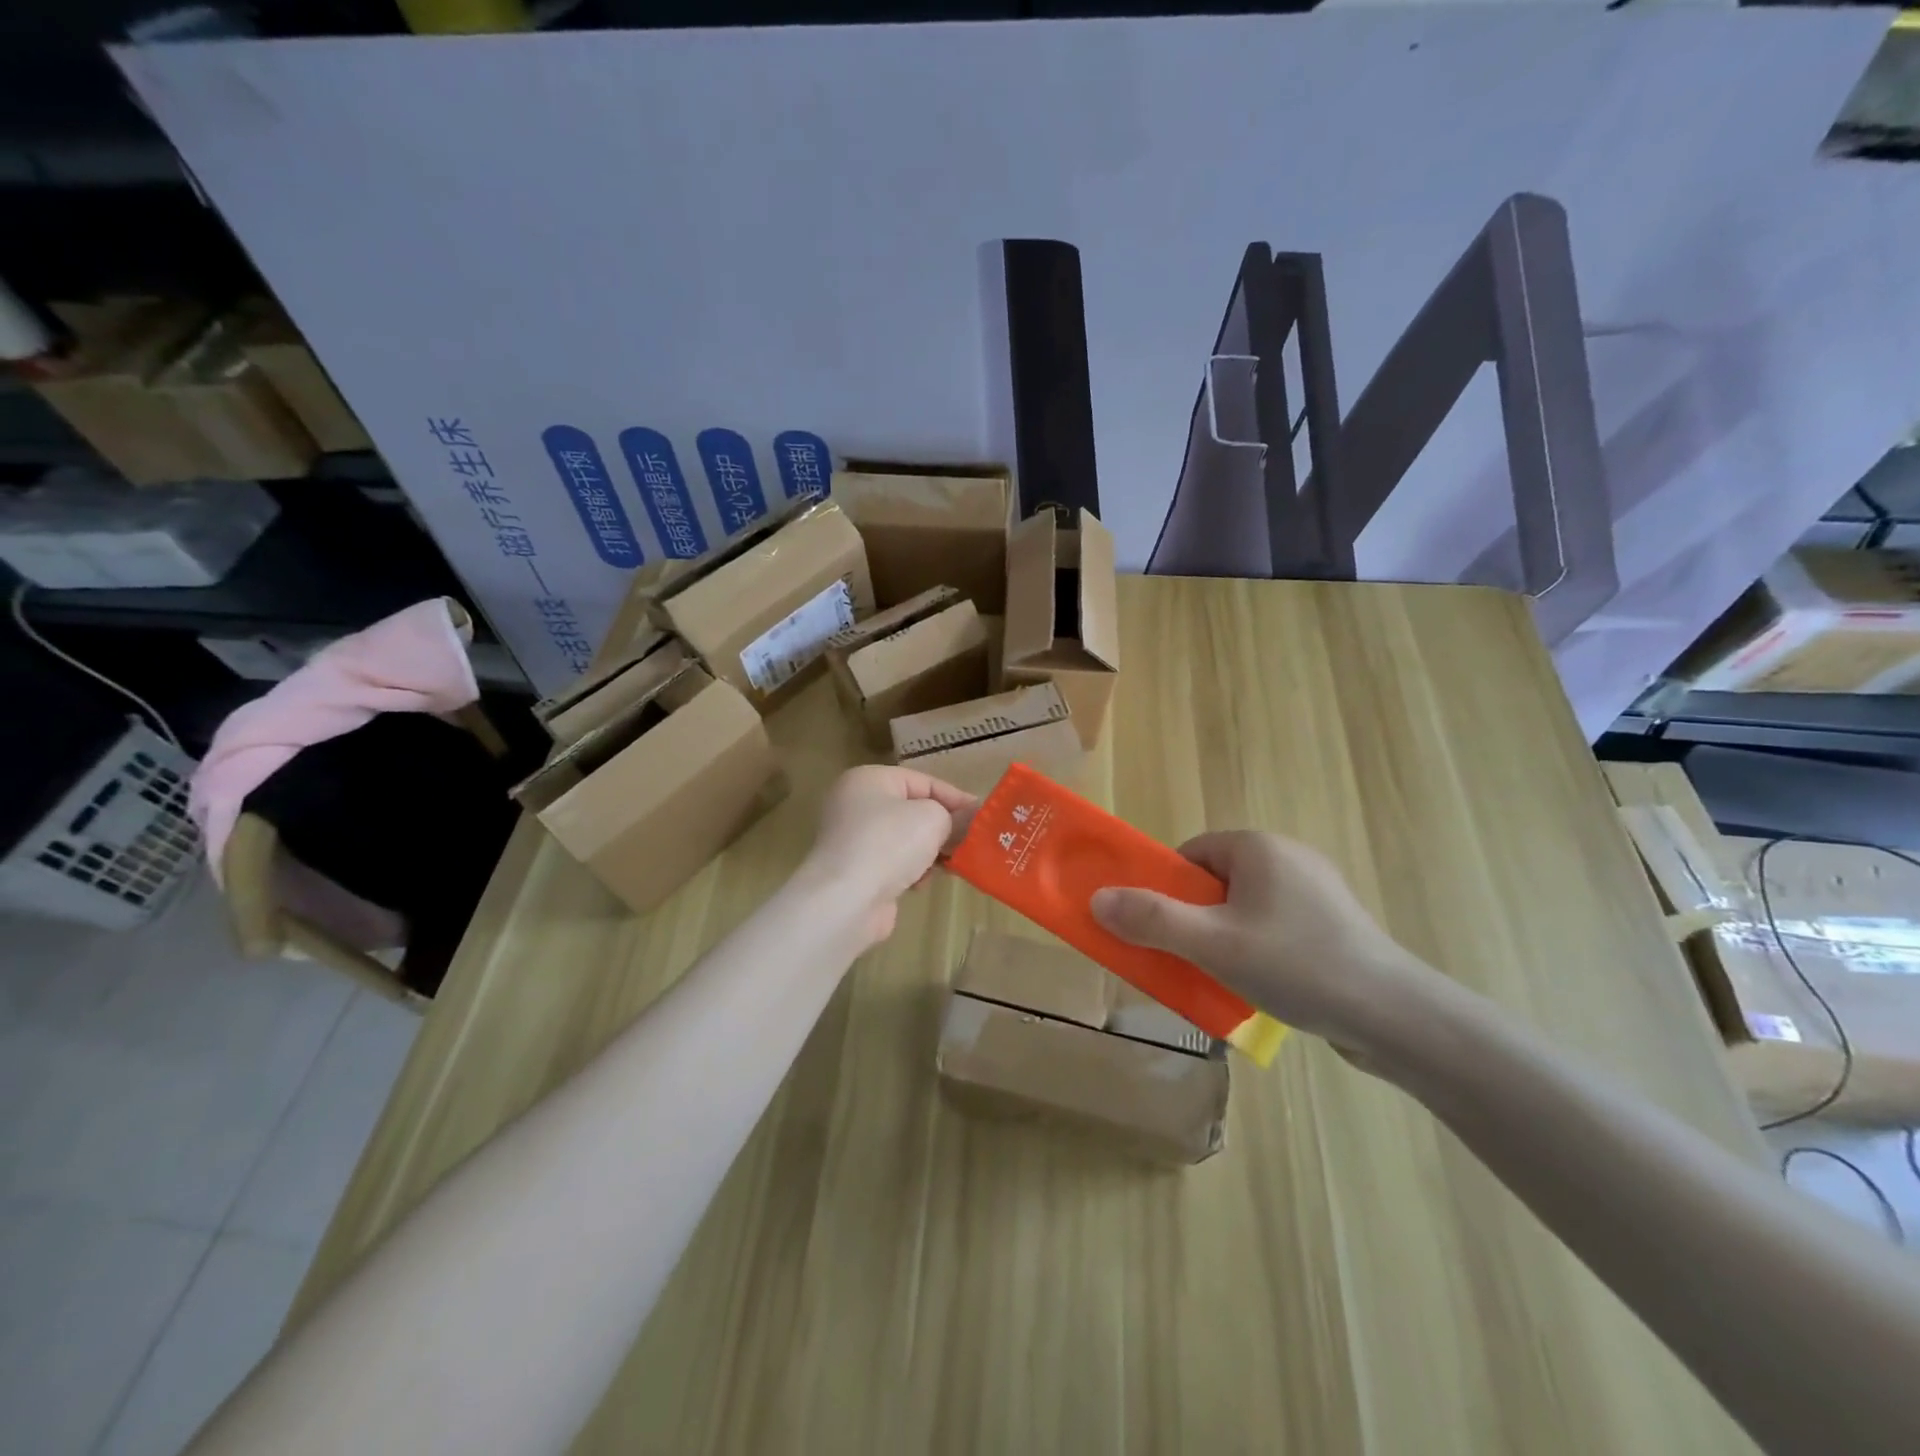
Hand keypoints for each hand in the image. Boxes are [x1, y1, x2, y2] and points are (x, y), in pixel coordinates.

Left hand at [802, 766, 975, 946]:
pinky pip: (893, 863)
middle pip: (913, 810)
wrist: (846, 900)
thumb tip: (970, 821)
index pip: (923, 781)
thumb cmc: (889, 843)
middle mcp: (855, 804)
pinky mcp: (855, 871)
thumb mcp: (933, 818)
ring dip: (929, 852)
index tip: (984, 817)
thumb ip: (955, 816)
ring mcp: (852, 839)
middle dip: (943, 827)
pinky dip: (910, 871)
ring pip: (905, 839)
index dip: (956, 798)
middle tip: (972, 842)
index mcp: (869, 779)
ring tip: (950, 865)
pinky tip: (921, 883)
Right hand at [1089, 831, 1448, 1065]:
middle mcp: (1289, 857)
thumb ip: (1151, 920)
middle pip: (1216, 882)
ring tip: (1225, 978)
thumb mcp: (1212, 944)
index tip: (1163, 930)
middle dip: (1195, 919)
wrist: (1395, 1017)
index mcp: (1258, 848)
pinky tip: (1266, 987)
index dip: (1169, 890)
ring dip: (1225, 939)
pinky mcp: (1336, 925)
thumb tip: (1097, 900)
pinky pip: (1276, 927)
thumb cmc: (1296, 965)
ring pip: (1246, 908)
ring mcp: (1318, 892)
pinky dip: (1259, 951)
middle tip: (1189, 959)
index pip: (1192, 855)